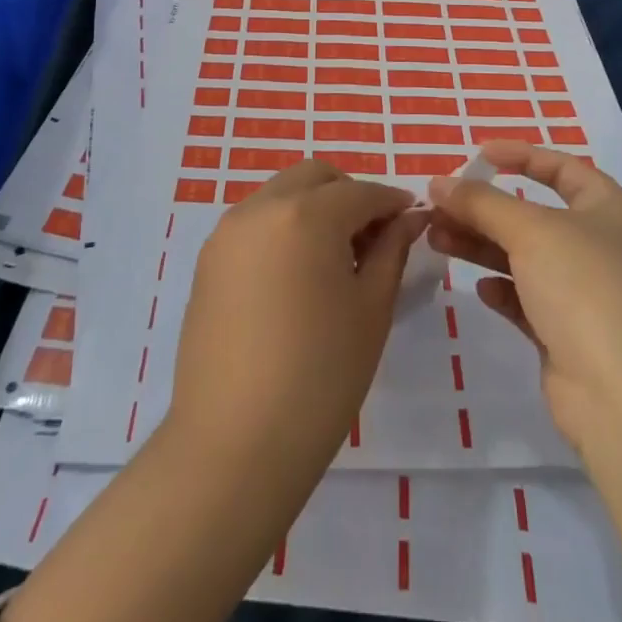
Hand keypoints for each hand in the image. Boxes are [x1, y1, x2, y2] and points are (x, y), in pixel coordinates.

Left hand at [168, 158, 426, 475]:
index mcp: (307, 214)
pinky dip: (283, 227)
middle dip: (349, 194)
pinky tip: (297, 274)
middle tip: (373, 236)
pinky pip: (255, 222)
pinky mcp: (208, 260)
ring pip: (281, 193)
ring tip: (334, 258)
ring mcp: (228, 232)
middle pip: (315, 177)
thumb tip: (408, 219)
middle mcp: (262, 208)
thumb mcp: (371, 310)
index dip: (392, 202)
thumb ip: (391, 251)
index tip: (412, 220)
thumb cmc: (320, 376)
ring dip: (314, 207)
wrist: (234, 444)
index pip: (361, 192)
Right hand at [427, 140, 621, 454]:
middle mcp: (602, 247)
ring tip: (437, 239)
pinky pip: (529, 301)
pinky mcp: (571, 337)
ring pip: (525, 258)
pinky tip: (481, 289)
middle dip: (485, 208)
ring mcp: (587, 295)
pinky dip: (503, 290)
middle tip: (439, 205)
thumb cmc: (586, 289)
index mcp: (609, 210)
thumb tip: (438, 182)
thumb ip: (481, 202)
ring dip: (482, 246)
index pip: (562, 168)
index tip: (478, 154)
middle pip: (534, 215)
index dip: (521, 156)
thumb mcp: (530, 231)